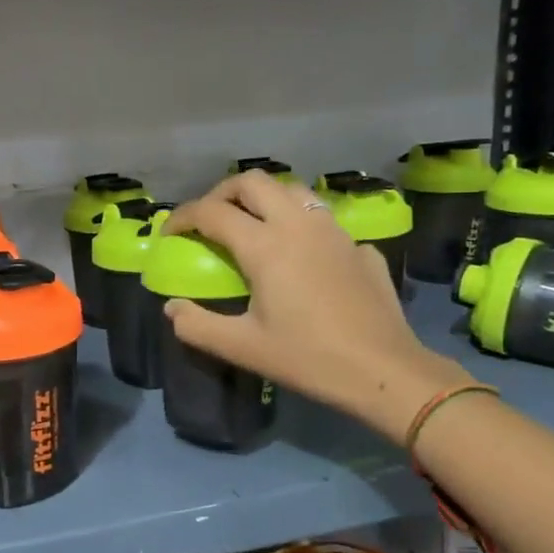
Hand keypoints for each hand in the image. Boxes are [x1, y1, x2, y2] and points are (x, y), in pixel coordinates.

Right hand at [163, 171, 471, 441]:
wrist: (384, 370)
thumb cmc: (308, 358)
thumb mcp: (243, 348)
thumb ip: (197, 326)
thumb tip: (172, 308)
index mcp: (265, 245)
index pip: (212, 212)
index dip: (183, 217)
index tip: (170, 233)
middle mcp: (298, 224)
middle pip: (252, 181)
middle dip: (221, 193)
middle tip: (208, 219)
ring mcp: (333, 231)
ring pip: (291, 190)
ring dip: (262, 198)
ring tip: (251, 224)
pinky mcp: (359, 245)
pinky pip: (320, 217)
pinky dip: (297, 221)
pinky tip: (299, 252)